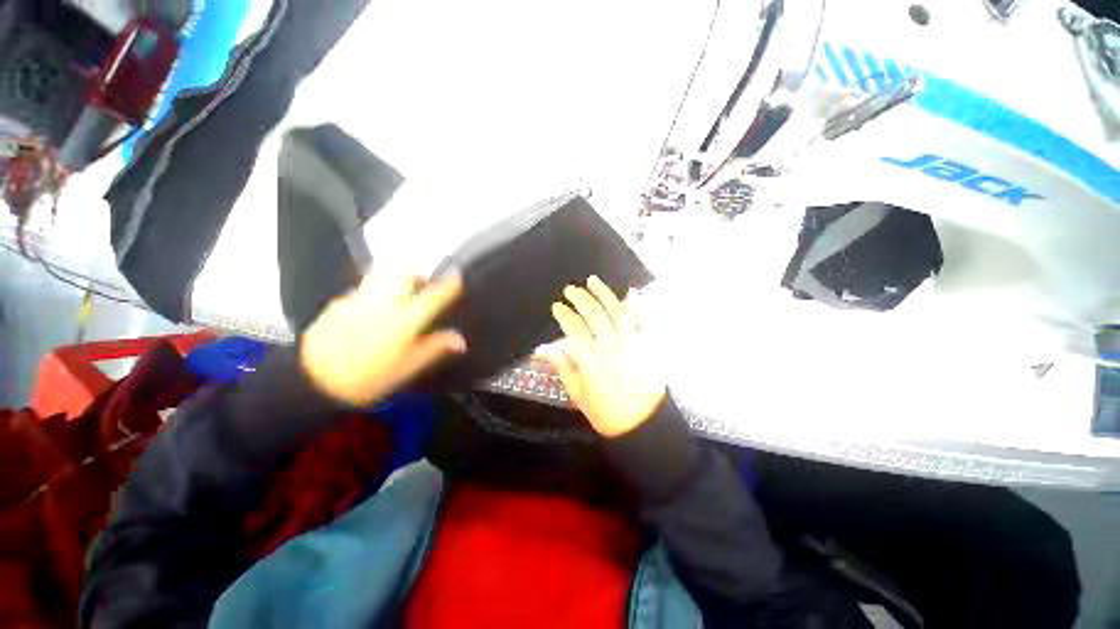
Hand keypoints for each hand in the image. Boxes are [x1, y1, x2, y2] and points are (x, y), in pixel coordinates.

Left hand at [300, 272, 465, 405]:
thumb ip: (435, 348)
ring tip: (399, 296)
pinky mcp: (339, 302)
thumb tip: (461, 340)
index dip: (449, 285)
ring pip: (383, 275)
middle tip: (423, 288)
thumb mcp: (407, 368)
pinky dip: (376, 291)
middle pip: (405, 273)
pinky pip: (364, 288)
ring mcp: (358, 299)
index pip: (433, 296)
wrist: (312, 381)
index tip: (458, 279)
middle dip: (418, 275)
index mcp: (403, 321)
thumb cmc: (368, 379)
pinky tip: (372, 310)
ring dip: (397, 280)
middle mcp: (382, 303)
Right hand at [535, 276, 666, 436]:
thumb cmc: (605, 412)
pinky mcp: (648, 345)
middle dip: (580, 298)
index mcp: (591, 358)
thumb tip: (540, 348)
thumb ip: (561, 366)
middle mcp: (611, 345)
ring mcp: (632, 342)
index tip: (556, 306)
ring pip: (617, 311)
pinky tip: (630, 293)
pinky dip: (636, 305)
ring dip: (604, 294)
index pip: (574, 328)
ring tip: (593, 281)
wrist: (642, 424)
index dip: (564, 314)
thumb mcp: (577, 393)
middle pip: (594, 314)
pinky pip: (642, 320)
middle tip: (571, 289)